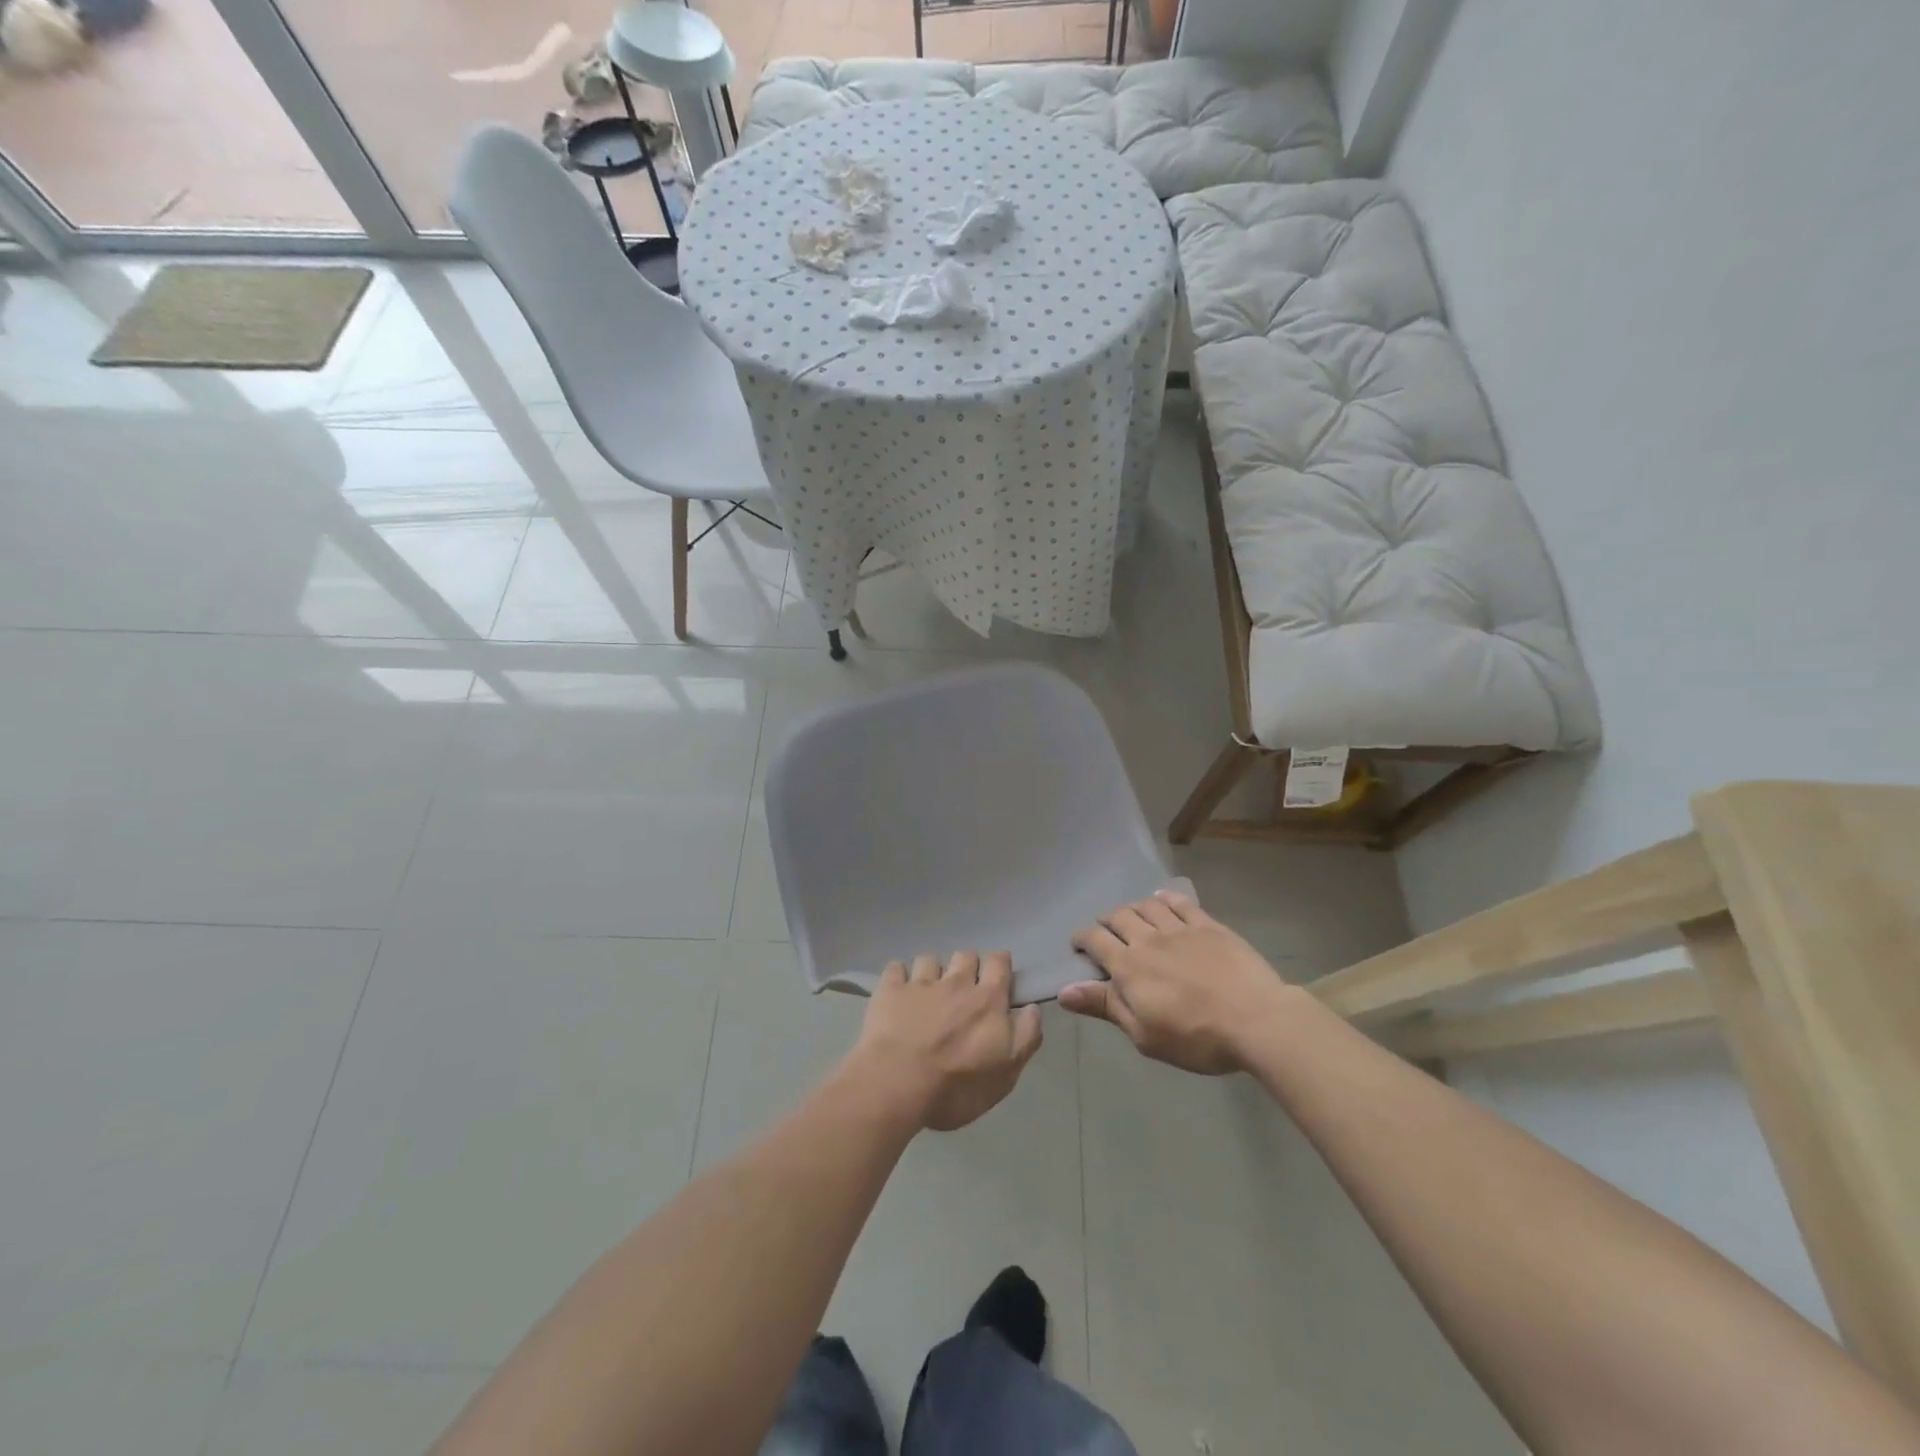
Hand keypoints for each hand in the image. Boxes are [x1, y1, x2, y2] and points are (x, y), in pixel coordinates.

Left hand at [844, 952, 1042, 1131]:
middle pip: (966, 955)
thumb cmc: (957, 1085)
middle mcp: (956, 982)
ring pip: (930, 959)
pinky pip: (895, 969)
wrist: (897, 1084)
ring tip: (926, 994)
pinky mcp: (890, 989)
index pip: (999, 962)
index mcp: (987, 1000)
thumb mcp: (1006, 1074)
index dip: (999, 965)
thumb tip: (1031, 1008)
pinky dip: (898, 978)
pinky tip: (897, 994)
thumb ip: (1025, 1037)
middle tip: (962, 992)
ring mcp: (920, 983)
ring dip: (932, 972)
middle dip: (967, 967)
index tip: (996, 978)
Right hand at [1061, 892, 1295, 1073]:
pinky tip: (1162, 899)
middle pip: (1118, 916)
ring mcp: (1180, 928)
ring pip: (1147, 905)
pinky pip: (1180, 902)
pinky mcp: (1208, 925)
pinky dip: (1165, 897)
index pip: (1094, 939)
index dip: (1081, 938)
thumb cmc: (1196, 1037)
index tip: (1078, 946)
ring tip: (1132, 917)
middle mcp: (1149, 938)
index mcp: (1128, 966)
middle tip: (1105, 932)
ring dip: (1133, 908)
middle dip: (1106, 920)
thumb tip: (1064, 990)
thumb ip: (1105, 1006)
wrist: (1256, 1020)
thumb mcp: (1144, 1034)